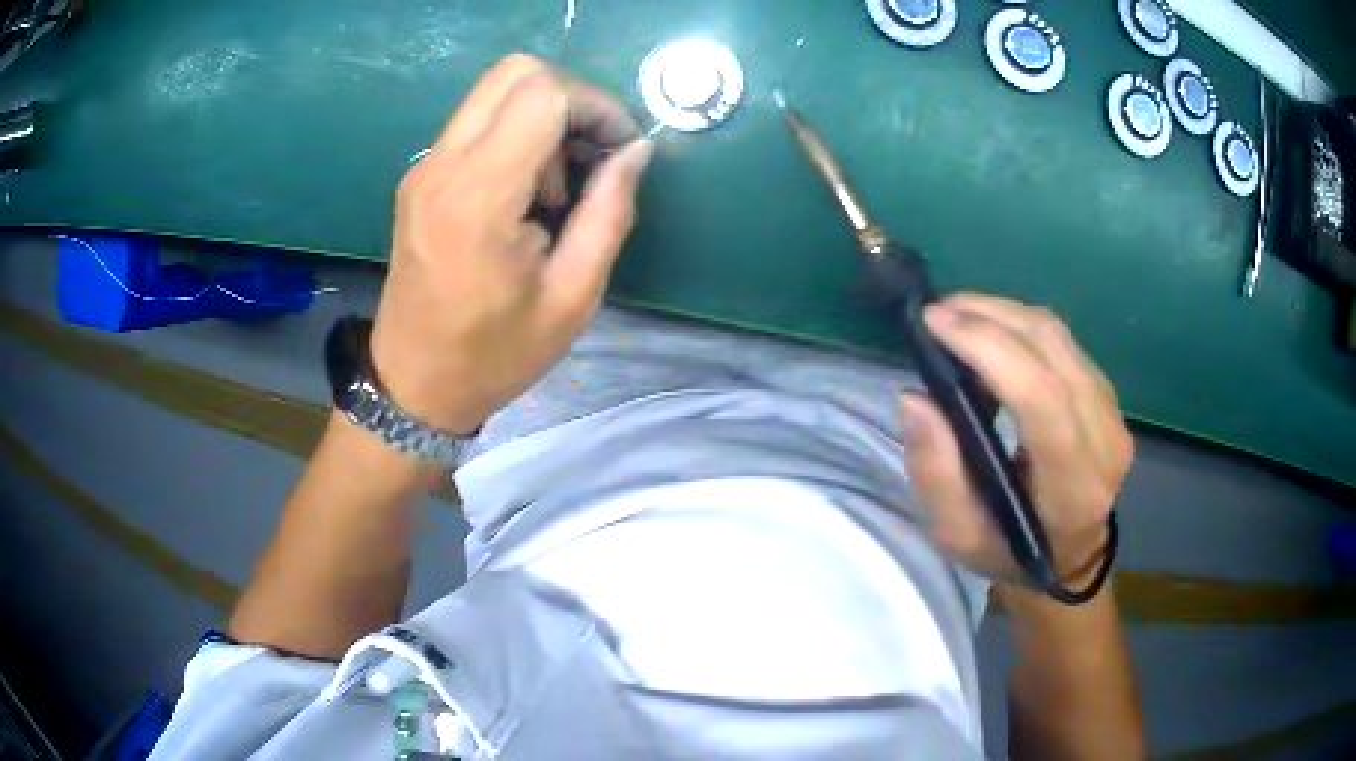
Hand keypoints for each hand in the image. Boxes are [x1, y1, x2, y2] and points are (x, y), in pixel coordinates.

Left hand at [370, 55, 653, 433]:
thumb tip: (636, 151)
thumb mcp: (572, 297)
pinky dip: (516, 133)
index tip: (621, 151)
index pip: (545, 94)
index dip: (597, 108)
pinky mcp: (419, 176)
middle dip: (572, 99)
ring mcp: (424, 167)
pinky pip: (476, 121)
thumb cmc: (494, 355)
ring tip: (558, 185)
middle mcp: (443, 166)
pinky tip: (526, 191)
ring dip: (543, 116)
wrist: (413, 385)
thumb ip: (610, 213)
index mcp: (479, 199)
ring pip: (496, 91)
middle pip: (517, 72)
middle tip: (592, 156)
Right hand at [899, 294, 1133, 583]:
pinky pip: (1064, 342)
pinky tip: (992, 334)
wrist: (1069, 556)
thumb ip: (936, 473)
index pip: (1041, 398)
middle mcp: (1105, 442)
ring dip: (1004, 313)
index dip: (990, 348)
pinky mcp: (1109, 396)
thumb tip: (915, 398)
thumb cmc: (1009, 551)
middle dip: (989, 317)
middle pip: (1052, 350)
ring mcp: (1113, 414)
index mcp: (1073, 488)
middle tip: (937, 313)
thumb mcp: (958, 536)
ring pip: (1059, 336)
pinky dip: (1022, 327)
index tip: (935, 323)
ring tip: (958, 316)